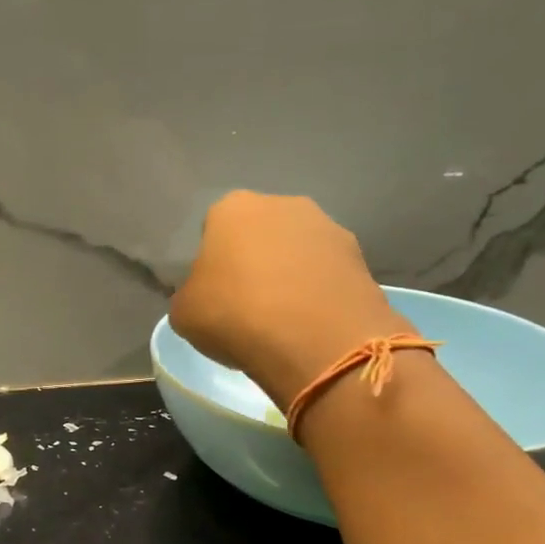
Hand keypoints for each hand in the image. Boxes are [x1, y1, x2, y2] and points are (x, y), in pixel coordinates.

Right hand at [169, 192, 409, 406]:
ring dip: (290, 274)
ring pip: (297, 250)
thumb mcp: (184, 312)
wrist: (315, 339)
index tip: (214, 292)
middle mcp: (283, 204)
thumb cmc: (235, 315)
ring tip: (283, 318)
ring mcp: (327, 227)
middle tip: (247, 303)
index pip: (214, 229)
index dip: (212, 262)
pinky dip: (318, 292)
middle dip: (254, 260)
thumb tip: (203, 296)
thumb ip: (190, 294)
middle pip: (260, 233)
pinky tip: (310, 323)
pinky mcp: (360, 257)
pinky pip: (326, 273)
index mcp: (232, 208)